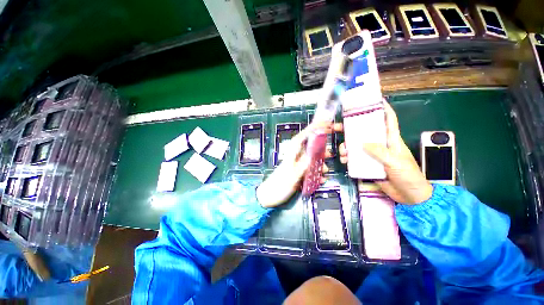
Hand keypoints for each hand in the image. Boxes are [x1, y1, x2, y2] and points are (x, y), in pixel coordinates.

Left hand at [256, 122, 342, 207]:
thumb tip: (313, 154)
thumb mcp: (292, 176)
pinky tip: (320, 180)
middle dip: (321, 148)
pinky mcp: (298, 172)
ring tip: (326, 170)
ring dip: (320, 163)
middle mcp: (295, 157)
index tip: (325, 124)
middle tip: (330, 153)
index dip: (313, 128)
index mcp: (292, 154)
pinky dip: (316, 173)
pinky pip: (310, 169)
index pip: (302, 137)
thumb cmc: (278, 186)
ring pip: (311, 158)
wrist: (268, 197)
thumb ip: (303, 165)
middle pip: (309, 146)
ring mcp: (297, 165)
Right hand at [339, 101, 432, 204]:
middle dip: (352, 129)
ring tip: (343, 152)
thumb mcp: (395, 162)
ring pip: (357, 146)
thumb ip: (379, 152)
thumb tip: (362, 143)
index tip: (373, 101)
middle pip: (365, 133)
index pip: (388, 120)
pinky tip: (345, 161)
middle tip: (339, 127)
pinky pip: (355, 159)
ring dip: (347, 147)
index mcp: (392, 140)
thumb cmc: (408, 176)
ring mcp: (373, 156)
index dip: (383, 109)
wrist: (409, 196)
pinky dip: (348, 159)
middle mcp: (381, 145)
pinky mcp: (368, 165)